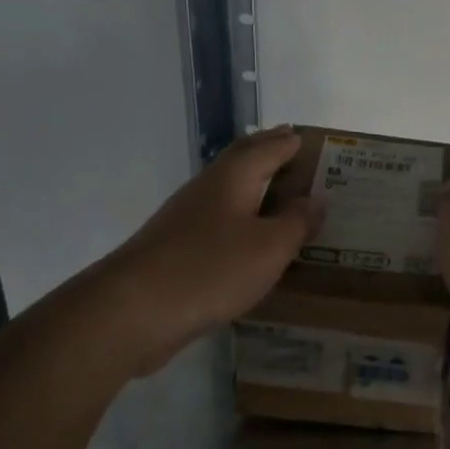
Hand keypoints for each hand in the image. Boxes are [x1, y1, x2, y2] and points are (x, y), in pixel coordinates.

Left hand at [109, 126, 322, 373]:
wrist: (134, 310)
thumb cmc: (211, 269)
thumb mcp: (270, 248)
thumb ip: (297, 222)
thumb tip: (316, 199)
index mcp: (233, 177)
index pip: (267, 148)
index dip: (289, 142)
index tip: (309, 138)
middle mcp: (207, 188)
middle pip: (241, 160)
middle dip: (267, 152)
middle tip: (293, 150)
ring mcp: (186, 217)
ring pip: (228, 190)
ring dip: (254, 184)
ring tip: (280, 193)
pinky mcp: (176, 246)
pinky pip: (219, 219)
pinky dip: (241, 216)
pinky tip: (249, 235)